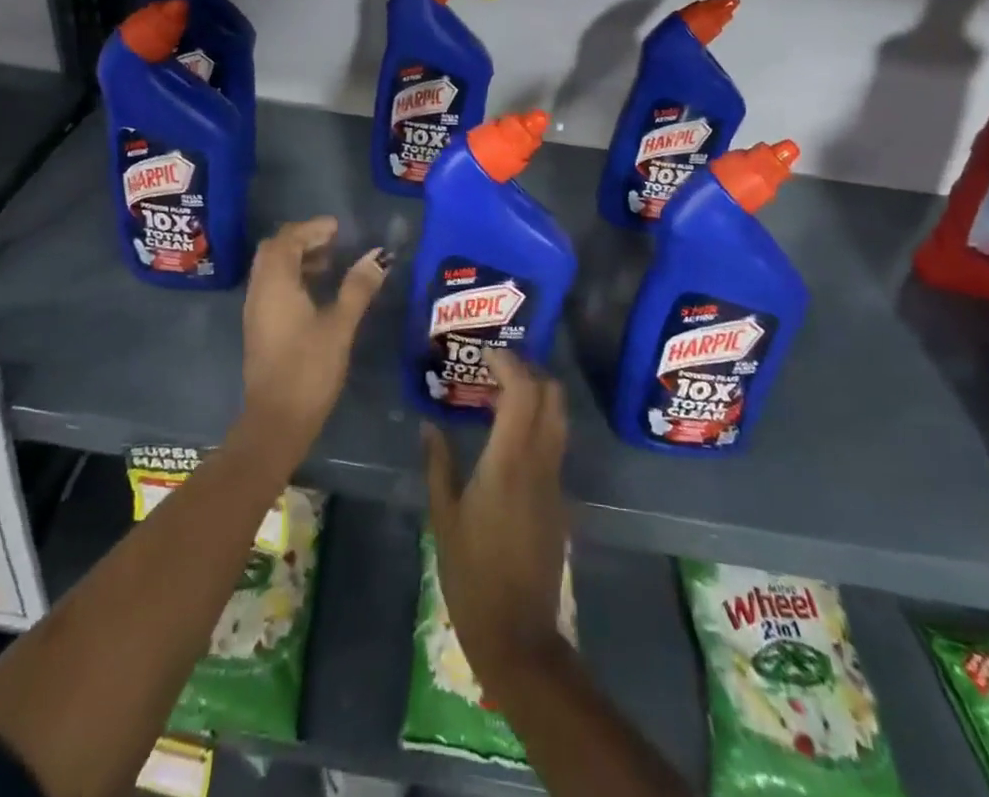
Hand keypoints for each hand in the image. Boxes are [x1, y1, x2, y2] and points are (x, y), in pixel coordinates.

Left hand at [239, 217, 386, 460]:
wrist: (276, 421)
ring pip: (271, 269)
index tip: (338, 227)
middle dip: (301, 240)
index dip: (312, 228)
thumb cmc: (309, 369)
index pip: (287, 239)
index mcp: (276, 283)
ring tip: (329, 263)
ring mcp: (255, 310)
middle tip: (332, 241)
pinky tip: (316, 293)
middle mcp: (259, 290)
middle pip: (274, 250)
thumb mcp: (340, 325)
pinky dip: (291, 278)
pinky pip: (271, 287)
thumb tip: (379, 257)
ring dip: (296, 259)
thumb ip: (358, 288)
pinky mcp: (259, 328)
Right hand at [424, 348, 570, 684]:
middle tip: (496, 367)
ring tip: (499, 393)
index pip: (523, 392)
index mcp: (509, 462)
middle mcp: (540, 463)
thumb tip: (429, 426)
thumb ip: (438, 464)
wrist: (518, 634)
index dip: (509, 364)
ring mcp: (555, 481)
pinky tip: (507, 433)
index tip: (485, 354)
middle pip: (552, 396)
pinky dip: (536, 422)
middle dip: (529, 370)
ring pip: (558, 419)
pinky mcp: (559, 500)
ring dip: (536, 395)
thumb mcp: (444, 517)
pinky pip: (553, 443)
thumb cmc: (471, 574)